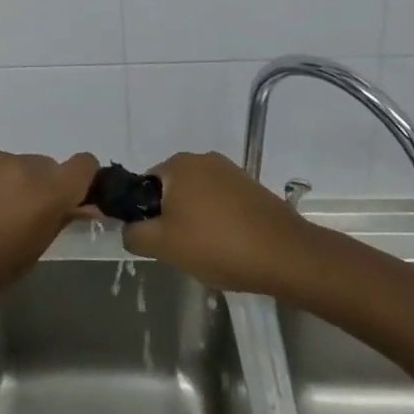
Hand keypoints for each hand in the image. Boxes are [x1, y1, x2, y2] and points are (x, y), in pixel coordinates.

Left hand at [0, 149, 99, 314]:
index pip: (83, 165)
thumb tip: (75, 206)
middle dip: (39, 188)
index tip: (70, 201)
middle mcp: (20, 165)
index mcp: (44, 192)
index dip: (82, 180)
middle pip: (45, 167)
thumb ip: (55, 223)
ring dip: (8, 185)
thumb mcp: (28, 256)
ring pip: (12, 166)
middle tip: (19, 219)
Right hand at [121, 152, 317, 298]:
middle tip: (182, 250)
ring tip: (210, 252)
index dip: (146, 216)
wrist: (285, 254)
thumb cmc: (218, 245)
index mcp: (177, 164)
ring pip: (197, 198)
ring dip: (196, 220)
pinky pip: (222, 202)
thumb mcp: (164, 246)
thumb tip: (128, 229)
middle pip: (172, 190)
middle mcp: (202, 158)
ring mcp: (230, 171)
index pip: (145, 186)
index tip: (159, 242)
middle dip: (172, 219)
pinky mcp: (251, 186)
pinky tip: (230, 246)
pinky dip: (219, 221)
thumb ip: (135, 235)